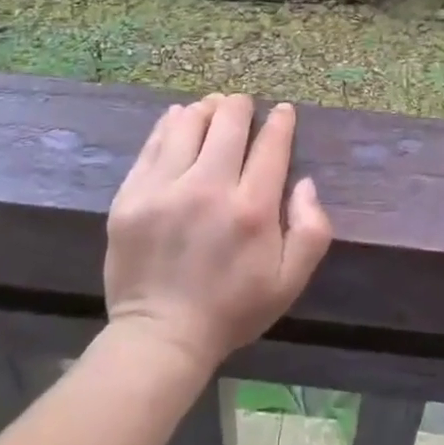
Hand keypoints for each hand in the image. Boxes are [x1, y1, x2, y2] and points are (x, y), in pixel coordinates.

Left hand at [104, 94, 332, 374]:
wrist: (160, 338)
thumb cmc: (232, 309)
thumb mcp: (290, 282)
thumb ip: (312, 229)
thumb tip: (305, 182)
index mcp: (252, 209)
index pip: (271, 144)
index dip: (280, 121)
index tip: (283, 112)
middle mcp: (208, 189)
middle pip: (228, 121)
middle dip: (240, 107)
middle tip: (242, 107)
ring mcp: (164, 190)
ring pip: (187, 123)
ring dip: (205, 110)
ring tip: (210, 110)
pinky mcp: (131, 196)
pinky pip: (153, 144)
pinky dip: (170, 125)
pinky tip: (179, 121)